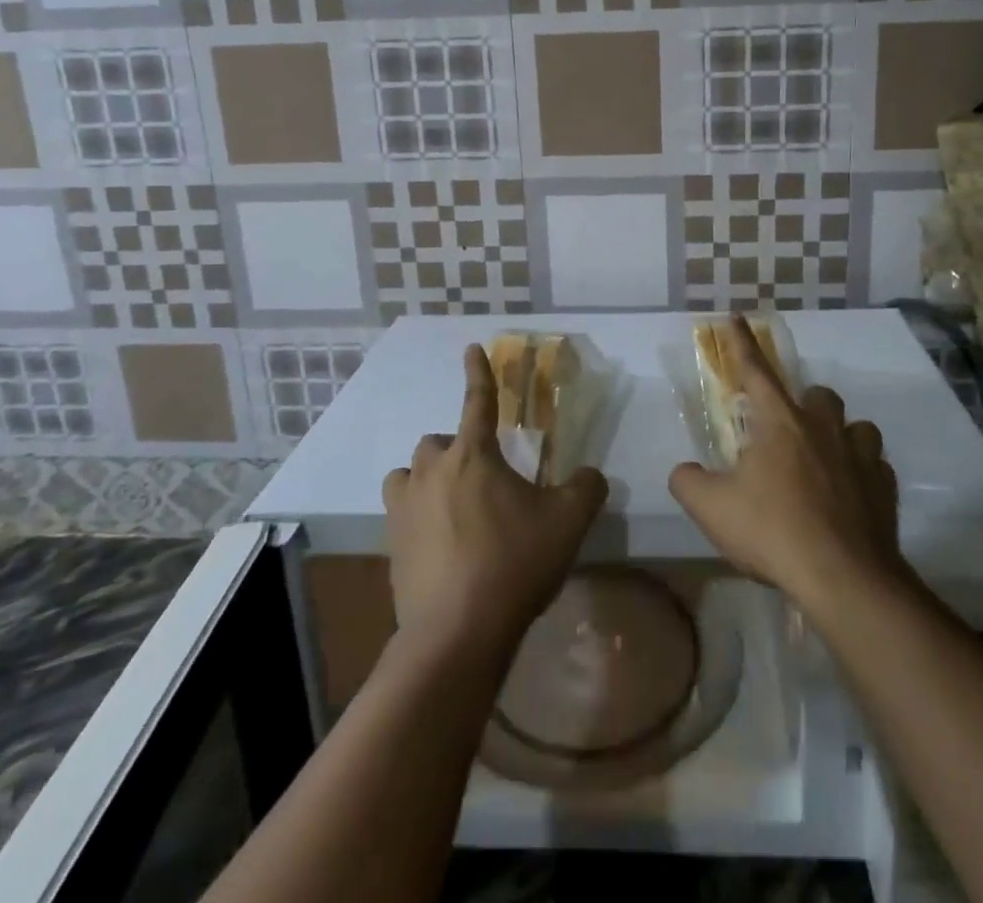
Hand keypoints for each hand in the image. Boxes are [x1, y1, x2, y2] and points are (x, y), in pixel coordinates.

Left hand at [383, 345, 609, 655]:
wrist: (456, 634)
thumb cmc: (514, 564)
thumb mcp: (568, 522)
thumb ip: (587, 488)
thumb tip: (591, 476)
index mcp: (473, 455)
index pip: (477, 401)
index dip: (478, 372)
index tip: (471, 347)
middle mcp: (431, 472)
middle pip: (436, 441)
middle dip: (456, 449)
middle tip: (482, 476)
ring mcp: (404, 509)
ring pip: (408, 475)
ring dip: (427, 480)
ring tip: (452, 504)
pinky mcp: (390, 546)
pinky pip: (400, 515)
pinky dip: (417, 518)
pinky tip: (440, 545)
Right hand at [670, 315, 903, 614]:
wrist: (843, 579)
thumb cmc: (773, 531)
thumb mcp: (711, 508)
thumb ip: (688, 482)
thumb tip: (685, 473)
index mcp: (780, 422)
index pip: (755, 371)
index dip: (742, 344)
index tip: (737, 317)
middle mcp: (823, 429)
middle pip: (818, 395)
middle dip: (803, 403)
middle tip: (786, 432)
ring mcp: (861, 457)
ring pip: (857, 426)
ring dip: (840, 435)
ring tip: (825, 460)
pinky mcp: (885, 489)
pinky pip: (875, 467)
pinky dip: (862, 474)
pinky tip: (850, 497)